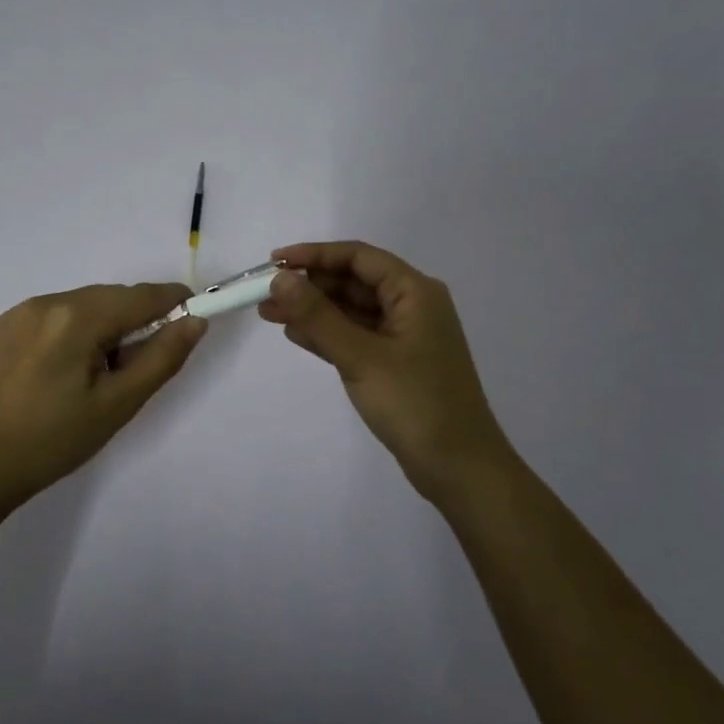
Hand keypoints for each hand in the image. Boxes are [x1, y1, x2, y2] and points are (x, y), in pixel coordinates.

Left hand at [0, 283, 206, 507]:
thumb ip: (161, 358)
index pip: (139, 296)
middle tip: (137, 363)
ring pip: (80, 304)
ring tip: (94, 373)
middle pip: (109, 297)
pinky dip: (69, 331)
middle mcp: (46, 302)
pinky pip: (50, 316)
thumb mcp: (118, 404)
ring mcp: (18, 312)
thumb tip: (194, 321)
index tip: (191, 314)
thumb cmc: (56, 440)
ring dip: (100, 325)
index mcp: (76, 318)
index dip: (172, 300)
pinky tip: (59, 370)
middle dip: (134, 319)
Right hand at [259, 241, 514, 505]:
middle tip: (264, 294)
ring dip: (313, 310)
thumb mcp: (361, 356)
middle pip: (353, 281)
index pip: (358, 257)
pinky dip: (326, 333)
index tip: (274, 263)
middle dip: (309, 285)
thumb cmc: (415, 403)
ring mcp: (404, 336)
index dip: (314, 255)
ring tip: (268, 313)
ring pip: (351, 310)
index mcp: (414, 292)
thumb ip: (318, 315)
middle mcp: (412, 306)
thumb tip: (280, 280)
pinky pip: (355, 336)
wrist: (459, 468)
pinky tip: (295, 334)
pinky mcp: (395, 363)